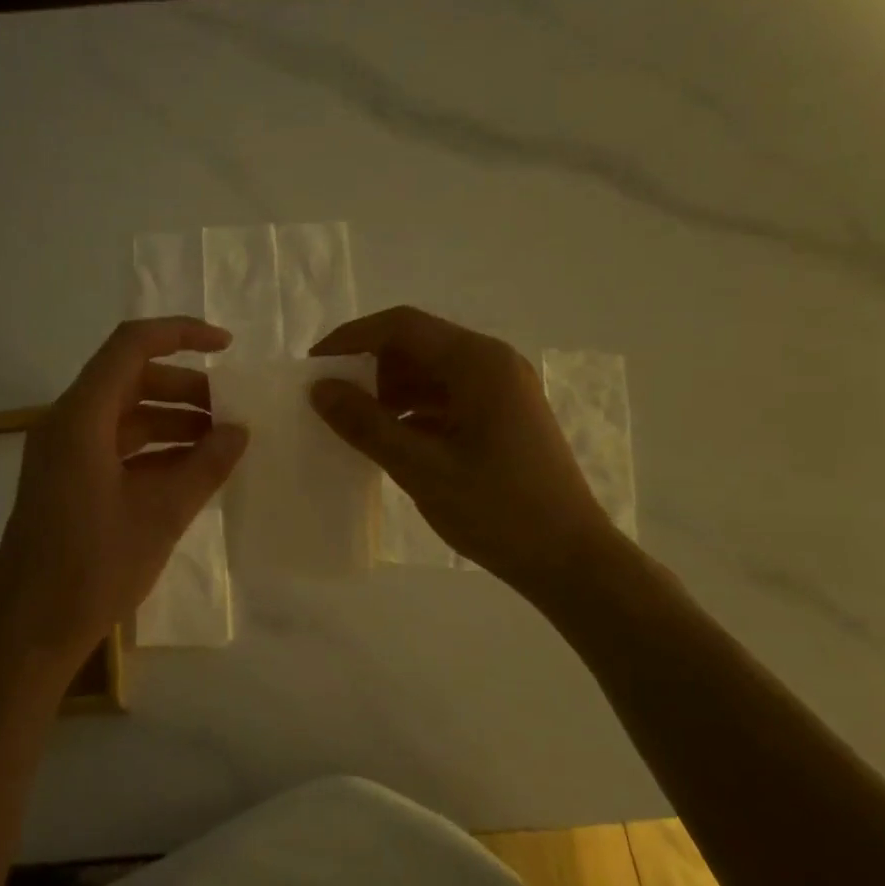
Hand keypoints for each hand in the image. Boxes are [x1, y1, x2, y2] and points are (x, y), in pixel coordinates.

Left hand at [0, 318, 247, 675]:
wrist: (31, 630)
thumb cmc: (93, 568)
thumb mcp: (161, 514)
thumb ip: (205, 466)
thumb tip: (240, 431)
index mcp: (81, 419)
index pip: (131, 347)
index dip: (181, 334)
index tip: (228, 347)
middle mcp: (67, 424)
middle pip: (130, 380)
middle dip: (185, 388)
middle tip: (231, 411)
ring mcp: (64, 453)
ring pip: (125, 415)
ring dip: (172, 421)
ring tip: (221, 443)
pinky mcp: (67, 480)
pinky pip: (116, 446)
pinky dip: (154, 450)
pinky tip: (191, 471)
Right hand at [309, 306, 613, 594]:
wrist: (570, 559)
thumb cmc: (498, 510)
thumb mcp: (422, 468)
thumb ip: (366, 425)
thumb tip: (320, 389)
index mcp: (478, 362)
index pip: (402, 326)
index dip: (352, 339)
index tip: (314, 366)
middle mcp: (492, 363)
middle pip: (417, 344)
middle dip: (369, 366)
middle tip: (332, 399)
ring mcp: (501, 389)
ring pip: (430, 372)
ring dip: (389, 390)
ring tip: (355, 423)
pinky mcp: (502, 416)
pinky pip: (446, 397)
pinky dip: (413, 410)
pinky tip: (390, 440)